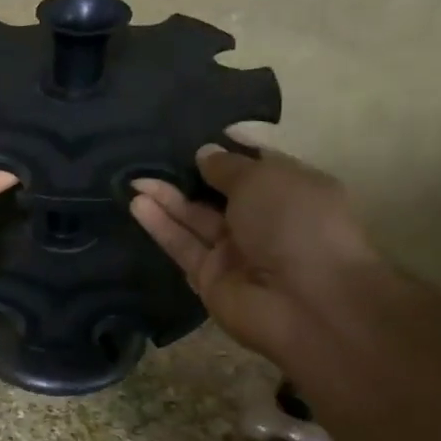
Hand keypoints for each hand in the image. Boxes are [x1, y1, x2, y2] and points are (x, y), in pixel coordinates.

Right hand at [130, 136, 378, 362]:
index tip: (194, 138)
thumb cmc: (296, 223)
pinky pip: (183, 246)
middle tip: (152, 160)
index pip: (254, 168)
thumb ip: (228, 166)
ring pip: (195, 220)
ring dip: (167, 200)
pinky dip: (161, 226)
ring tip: (134, 180)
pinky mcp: (210, 278)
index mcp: (291, 192)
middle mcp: (264, 222)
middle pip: (218, 195)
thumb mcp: (263, 179)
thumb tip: (205, 153)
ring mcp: (236, 253)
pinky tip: (137, 204)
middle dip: (188, 177)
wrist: (306, 301)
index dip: (226, 154)